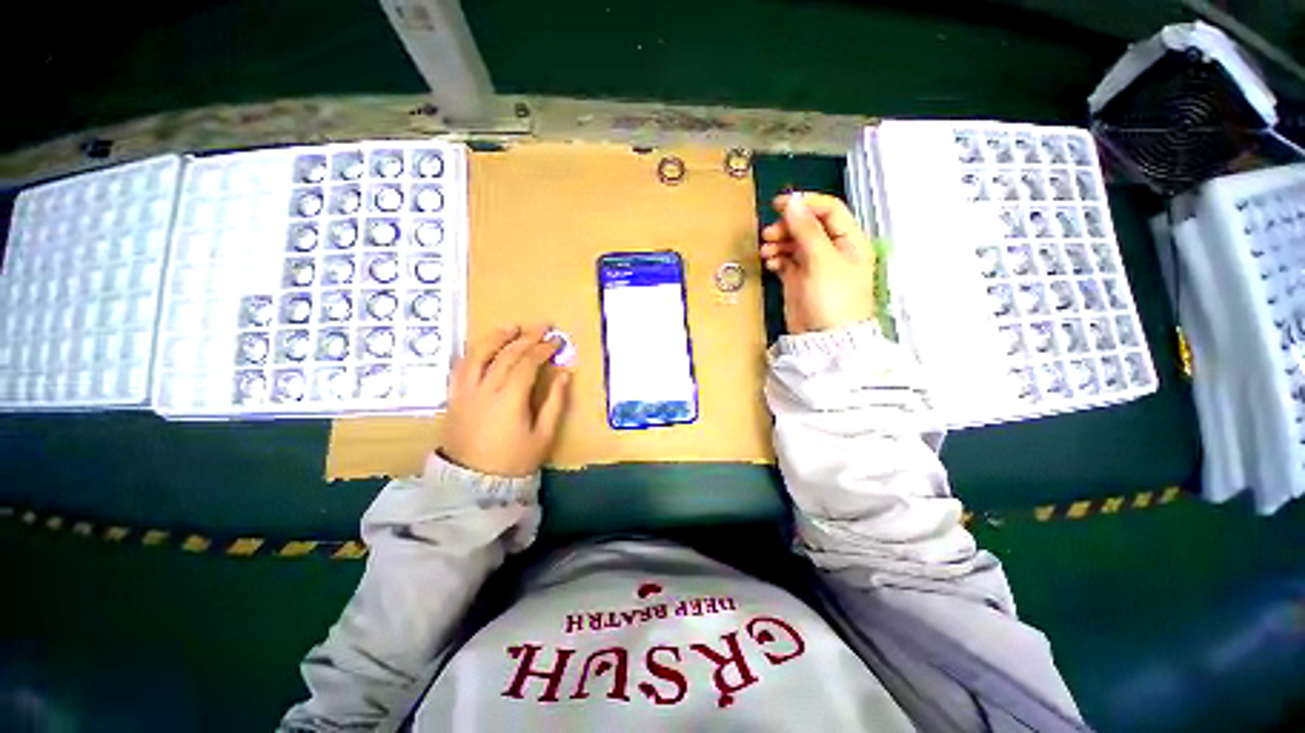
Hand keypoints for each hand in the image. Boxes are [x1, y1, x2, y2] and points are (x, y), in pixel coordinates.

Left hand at [440, 325, 571, 476]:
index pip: (527, 363)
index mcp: (510, 399)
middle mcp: (485, 389)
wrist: (472, 484)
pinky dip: (473, 353)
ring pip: (478, 355)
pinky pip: (460, 368)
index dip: (543, 349)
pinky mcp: (454, 398)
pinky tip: (483, 347)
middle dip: (526, 337)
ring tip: (511, 327)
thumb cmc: (514, 460)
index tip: (557, 341)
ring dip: (496, 338)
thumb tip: (565, 374)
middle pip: (506, 355)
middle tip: (542, 326)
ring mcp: (465, 392)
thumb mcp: (543, 435)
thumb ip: (555, 402)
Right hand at [759, 192, 876, 333]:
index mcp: (849, 240)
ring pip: (793, 242)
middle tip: (769, 234)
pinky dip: (776, 258)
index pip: (829, 210)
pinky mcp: (798, 279)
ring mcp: (814, 265)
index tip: (779, 203)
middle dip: (787, 226)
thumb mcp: (822, 261)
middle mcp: (832, 249)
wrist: (824, 340)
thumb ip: (806, 230)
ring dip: (778, 242)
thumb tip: (791, 202)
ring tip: (766, 251)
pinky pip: (785, 260)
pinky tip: (770, 263)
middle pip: (808, 225)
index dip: (805, 203)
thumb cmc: (832, 298)